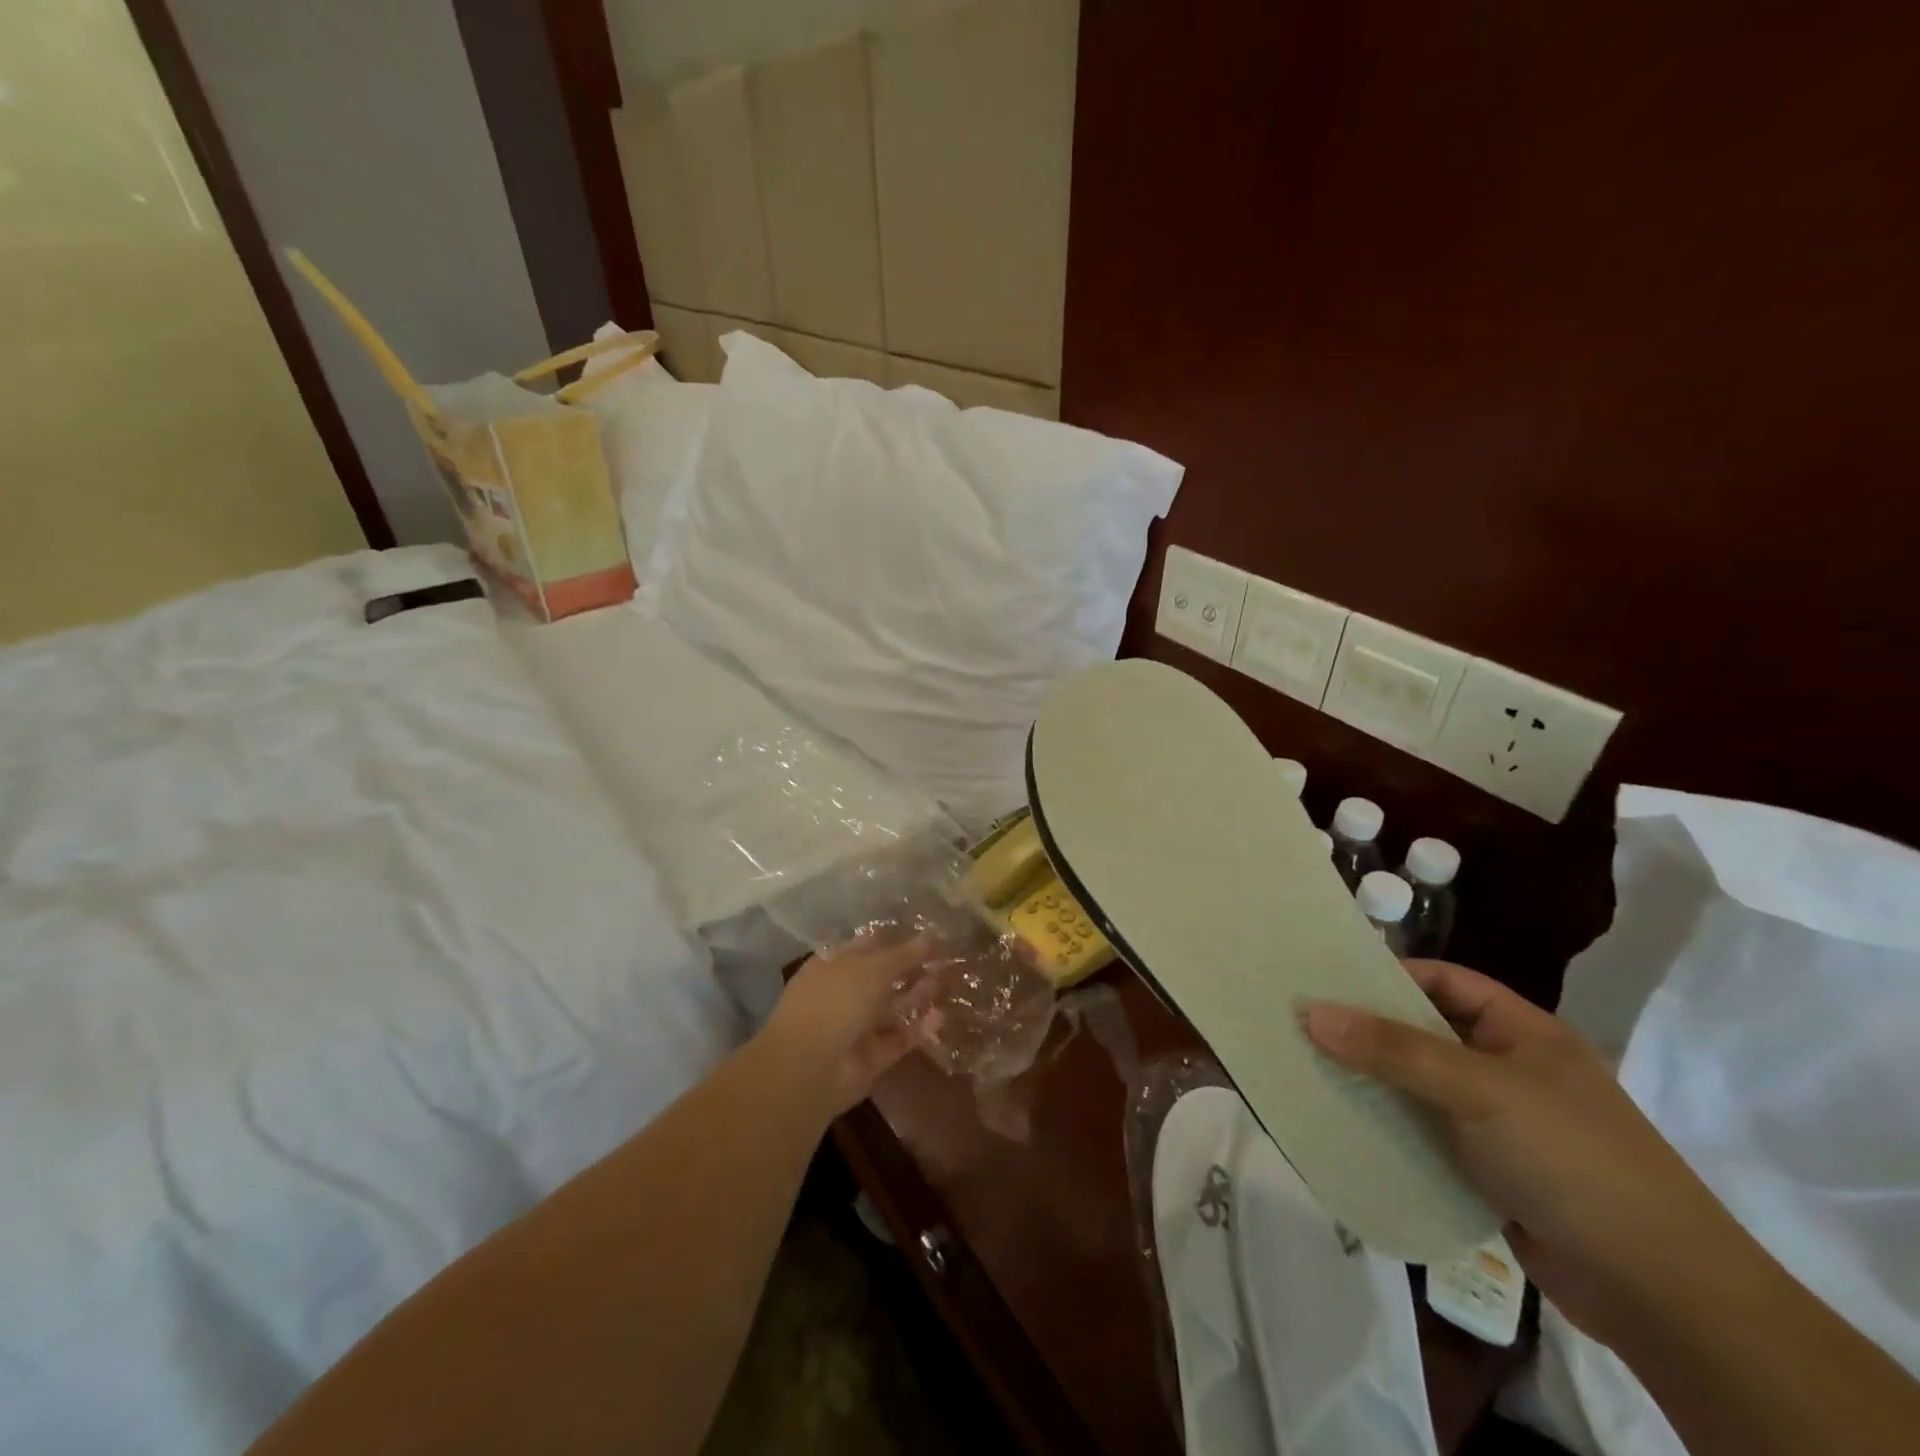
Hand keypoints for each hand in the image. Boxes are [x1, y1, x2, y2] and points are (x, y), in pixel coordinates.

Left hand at [762, 935, 936, 1115]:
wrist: (810, 1068)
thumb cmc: (836, 1001)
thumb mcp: (873, 968)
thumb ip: (904, 954)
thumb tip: (931, 935)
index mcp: (833, 964)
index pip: (868, 946)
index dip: (896, 939)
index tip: (928, 935)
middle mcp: (843, 993)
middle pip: (883, 978)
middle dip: (912, 969)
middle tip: (946, 959)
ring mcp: (855, 1027)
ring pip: (892, 1008)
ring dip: (918, 996)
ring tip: (949, 981)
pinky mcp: (871, 1058)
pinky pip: (898, 1039)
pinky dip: (918, 1030)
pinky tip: (941, 1017)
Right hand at [1304, 960, 1733, 1345]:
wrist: (1661, 1294)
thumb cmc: (1572, 1159)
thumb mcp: (1478, 1089)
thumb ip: (1393, 1049)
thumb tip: (1311, 1011)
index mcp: (1523, 1032)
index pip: (1444, 981)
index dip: (1388, 974)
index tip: (1325, 978)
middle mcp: (1509, 1070)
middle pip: (1424, 1034)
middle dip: (1366, 1030)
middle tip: (1300, 1023)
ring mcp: (1499, 1125)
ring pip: (1419, 1088)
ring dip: (1371, 1083)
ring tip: (1306, 1070)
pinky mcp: (1489, 1173)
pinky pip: (1424, 1136)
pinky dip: (1388, 1129)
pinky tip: (1343, 1127)